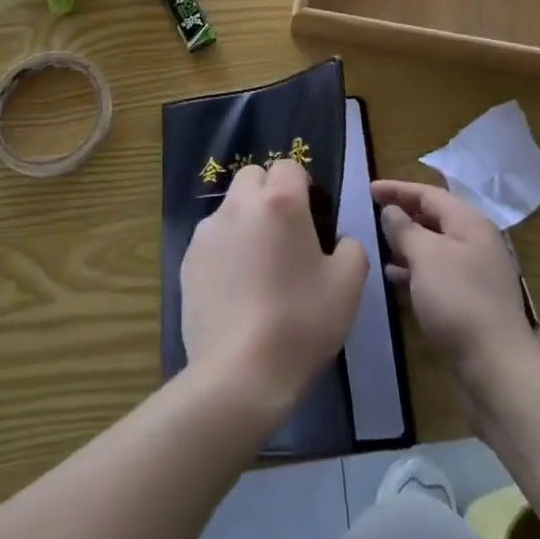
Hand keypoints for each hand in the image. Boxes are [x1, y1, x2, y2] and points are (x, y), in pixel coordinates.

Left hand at [182, 159, 367, 421]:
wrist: (240, 372)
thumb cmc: (301, 322)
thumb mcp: (348, 286)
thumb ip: (351, 249)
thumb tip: (339, 240)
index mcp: (280, 202)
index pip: (289, 166)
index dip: (303, 186)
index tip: (312, 217)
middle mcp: (238, 205)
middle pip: (252, 177)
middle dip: (269, 193)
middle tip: (285, 234)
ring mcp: (207, 232)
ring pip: (229, 207)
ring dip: (245, 220)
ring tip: (259, 267)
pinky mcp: (188, 259)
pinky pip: (211, 239)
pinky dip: (225, 250)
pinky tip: (236, 289)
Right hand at [372, 180, 539, 394]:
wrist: (495, 367)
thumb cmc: (459, 300)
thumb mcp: (426, 256)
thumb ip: (405, 228)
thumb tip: (391, 211)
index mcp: (470, 224)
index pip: (429, 194)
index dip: (398, 189)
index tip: (369, 189)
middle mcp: (475, 243)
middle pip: (434, 218)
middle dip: (403, 214)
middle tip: (372, 215)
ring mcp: (474, 274)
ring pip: (434, 247)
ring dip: (407, 244)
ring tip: (378, 246)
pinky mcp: (469, 301)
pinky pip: (436, 274)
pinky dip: (414, 270)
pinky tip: (394, 278)